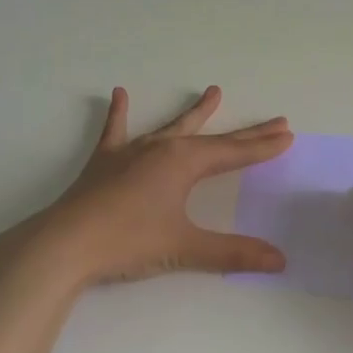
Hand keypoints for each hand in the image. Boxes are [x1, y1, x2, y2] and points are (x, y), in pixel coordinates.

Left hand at [12, 86, 292, 285]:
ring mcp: (131, 152)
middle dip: (245, 133)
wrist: (66, 244)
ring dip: (195, 113)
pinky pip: (115, 131)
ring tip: (213, 92)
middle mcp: (162, 149)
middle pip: (212, 138)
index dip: (262, 147)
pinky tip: (118, 94)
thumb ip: (232, 252)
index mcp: (184, 163)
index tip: (287, 136)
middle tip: (274, 120)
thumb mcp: (185, 247)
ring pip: (171, 127)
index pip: (234, 153)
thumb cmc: (129, 242)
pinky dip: (118, 113)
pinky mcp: (104, 162)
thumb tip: (279, 260)